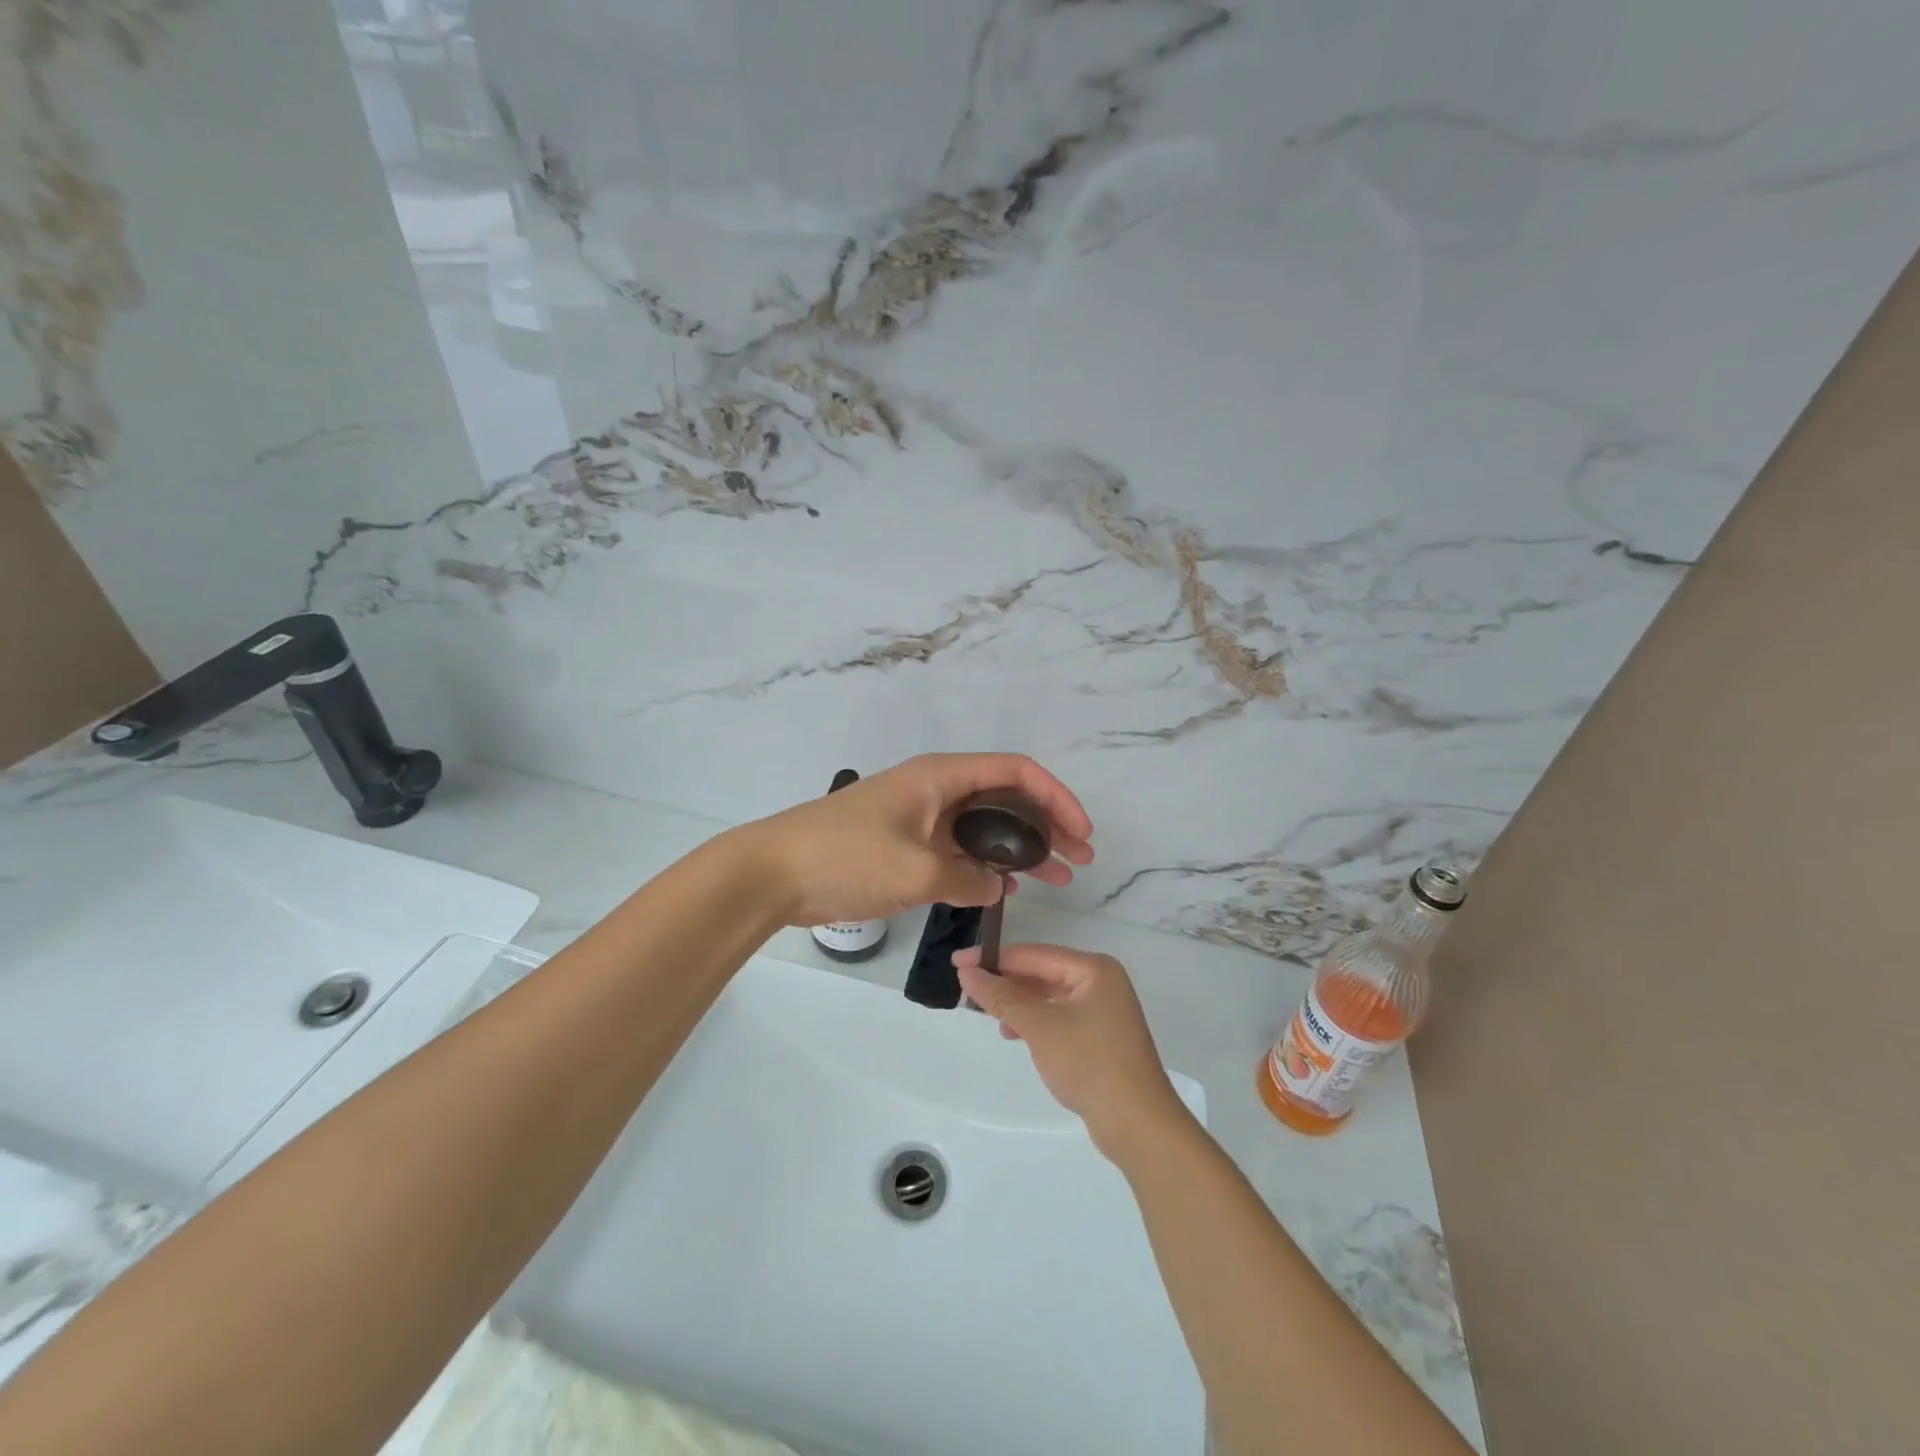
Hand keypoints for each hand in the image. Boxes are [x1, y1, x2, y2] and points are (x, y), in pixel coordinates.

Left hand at [737, 754, 1093, 927]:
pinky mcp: (907, 845)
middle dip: (1047, 825)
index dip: (1056, 797)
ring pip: (986, 828)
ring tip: (1058, 879)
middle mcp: (937, 790)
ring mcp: (922, 818)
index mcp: (941, 777)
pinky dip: (988, 866)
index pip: (1016, 772)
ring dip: (1022, 849)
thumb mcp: (916, 870)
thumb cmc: (846, 856)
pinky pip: (961, 849)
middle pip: (1006, 798)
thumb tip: (995, 886)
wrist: (775, 873)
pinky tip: (1009, 889)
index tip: (1081, 833)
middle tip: (1079, 861)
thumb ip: (967, 878)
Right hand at [955, 943, 1189, 1161]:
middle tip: (966, 989)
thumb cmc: (1090, 1064)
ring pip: (1048, 997)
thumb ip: (1002, 997)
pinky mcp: (1099, 1037)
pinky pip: (1057, 1017)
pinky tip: (1013, 1034)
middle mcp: (1100, 982)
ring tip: (988, 1016)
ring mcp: (1102, 1011)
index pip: (1034, 954)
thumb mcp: (1040, 1027)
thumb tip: (967, 972)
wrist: (1138, 1125)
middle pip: (1042, 973)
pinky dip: (1034, 1022)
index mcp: (1093, 969)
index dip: (994, 958)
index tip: (957, 963)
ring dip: (1017, 1004)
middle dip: (1005, 982)